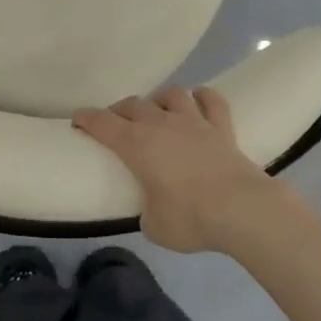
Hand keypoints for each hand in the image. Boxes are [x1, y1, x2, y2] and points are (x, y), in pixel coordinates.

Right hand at [73, 87, 292, 253]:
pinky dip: (203, 97)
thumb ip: (148, 212)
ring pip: (171, 94)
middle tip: (116, 122)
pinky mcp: (222, 127)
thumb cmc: (190, 218)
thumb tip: (154, 209)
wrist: (242, 209)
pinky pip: (211, 101)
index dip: (86, 118)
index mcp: (136, 144)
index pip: (102, 123)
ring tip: (158, 111)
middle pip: (133, 104)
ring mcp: (194, 121)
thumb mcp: (155, 226)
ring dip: (160, 100)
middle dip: (120, 110)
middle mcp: (161, 124)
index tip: (78, 120)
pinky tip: (198, 99)